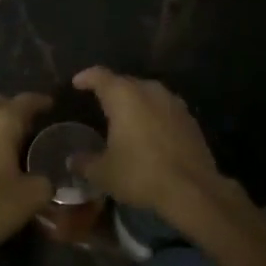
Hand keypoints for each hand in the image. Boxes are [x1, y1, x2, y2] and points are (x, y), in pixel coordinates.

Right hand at [70, 68, 226, 216]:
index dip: (86, 77)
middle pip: (125, 82)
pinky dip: (153, 116)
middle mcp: (149, 90)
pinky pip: (164, 110)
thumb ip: (84, 163)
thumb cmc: (140, 174)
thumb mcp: (103, 173)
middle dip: (111, 91)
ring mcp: (173, 103)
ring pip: (148, 95)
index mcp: (124, 96)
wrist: (193, 189)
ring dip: (135, 103)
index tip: (77, 83)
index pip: (99, 76)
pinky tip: (149, 134)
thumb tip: (72, 160)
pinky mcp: (190, 119)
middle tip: (99, 104)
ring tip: (124, 119)